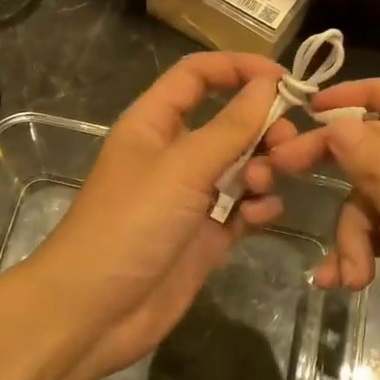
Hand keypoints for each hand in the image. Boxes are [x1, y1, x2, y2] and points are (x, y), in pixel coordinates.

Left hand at [25, 51, 288, 379]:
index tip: (285, 79)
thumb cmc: (130, 224)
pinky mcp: (205, 236)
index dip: (238, 68)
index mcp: (154, 123)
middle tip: (286, 145)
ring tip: (263, 186)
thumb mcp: (182, 167)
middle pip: (228, 122)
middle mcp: (174, 154)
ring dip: (263, 168)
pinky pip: (243, 208)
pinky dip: (258, 207)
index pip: (197, 76)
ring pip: (242, 166)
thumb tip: (269, 83)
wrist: (94, 312)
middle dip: (261, 127)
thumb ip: (231, 126)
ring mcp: (190, 197)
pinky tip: (262, 215)